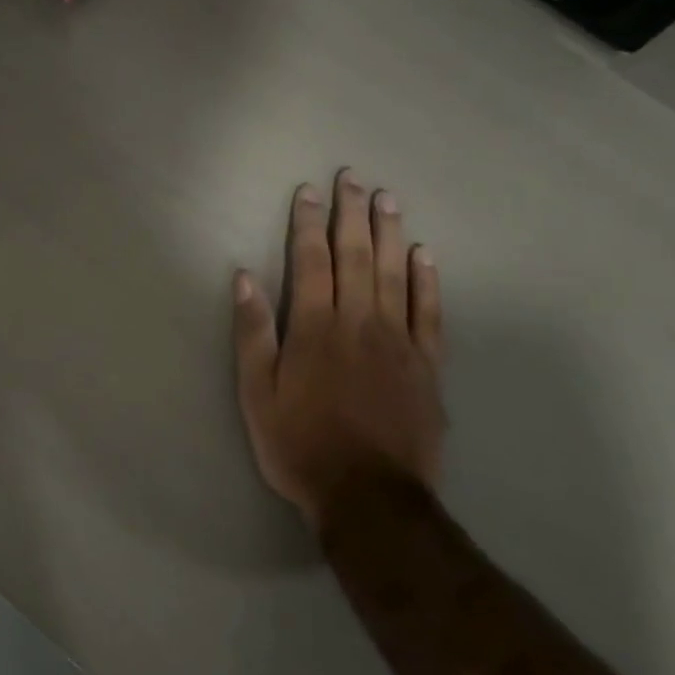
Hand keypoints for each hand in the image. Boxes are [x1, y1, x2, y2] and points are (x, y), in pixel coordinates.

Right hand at [232, 169, 445, 528]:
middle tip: (353, 178)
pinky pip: (429, 312)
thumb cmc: (300, 446)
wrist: (368, 496)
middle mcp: (359, 323)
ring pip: (395, 274)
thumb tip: (244, 277)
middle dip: (352, 214)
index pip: (311, 262)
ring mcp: (399, 341)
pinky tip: (425, 256)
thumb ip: (253, 334)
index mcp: (314, 329)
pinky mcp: (427, 365)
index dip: (308, 224)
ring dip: (390, 233)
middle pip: (356, 256)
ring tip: (389, 199)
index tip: (309, 192)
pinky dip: (427, 280)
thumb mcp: (257, 395)